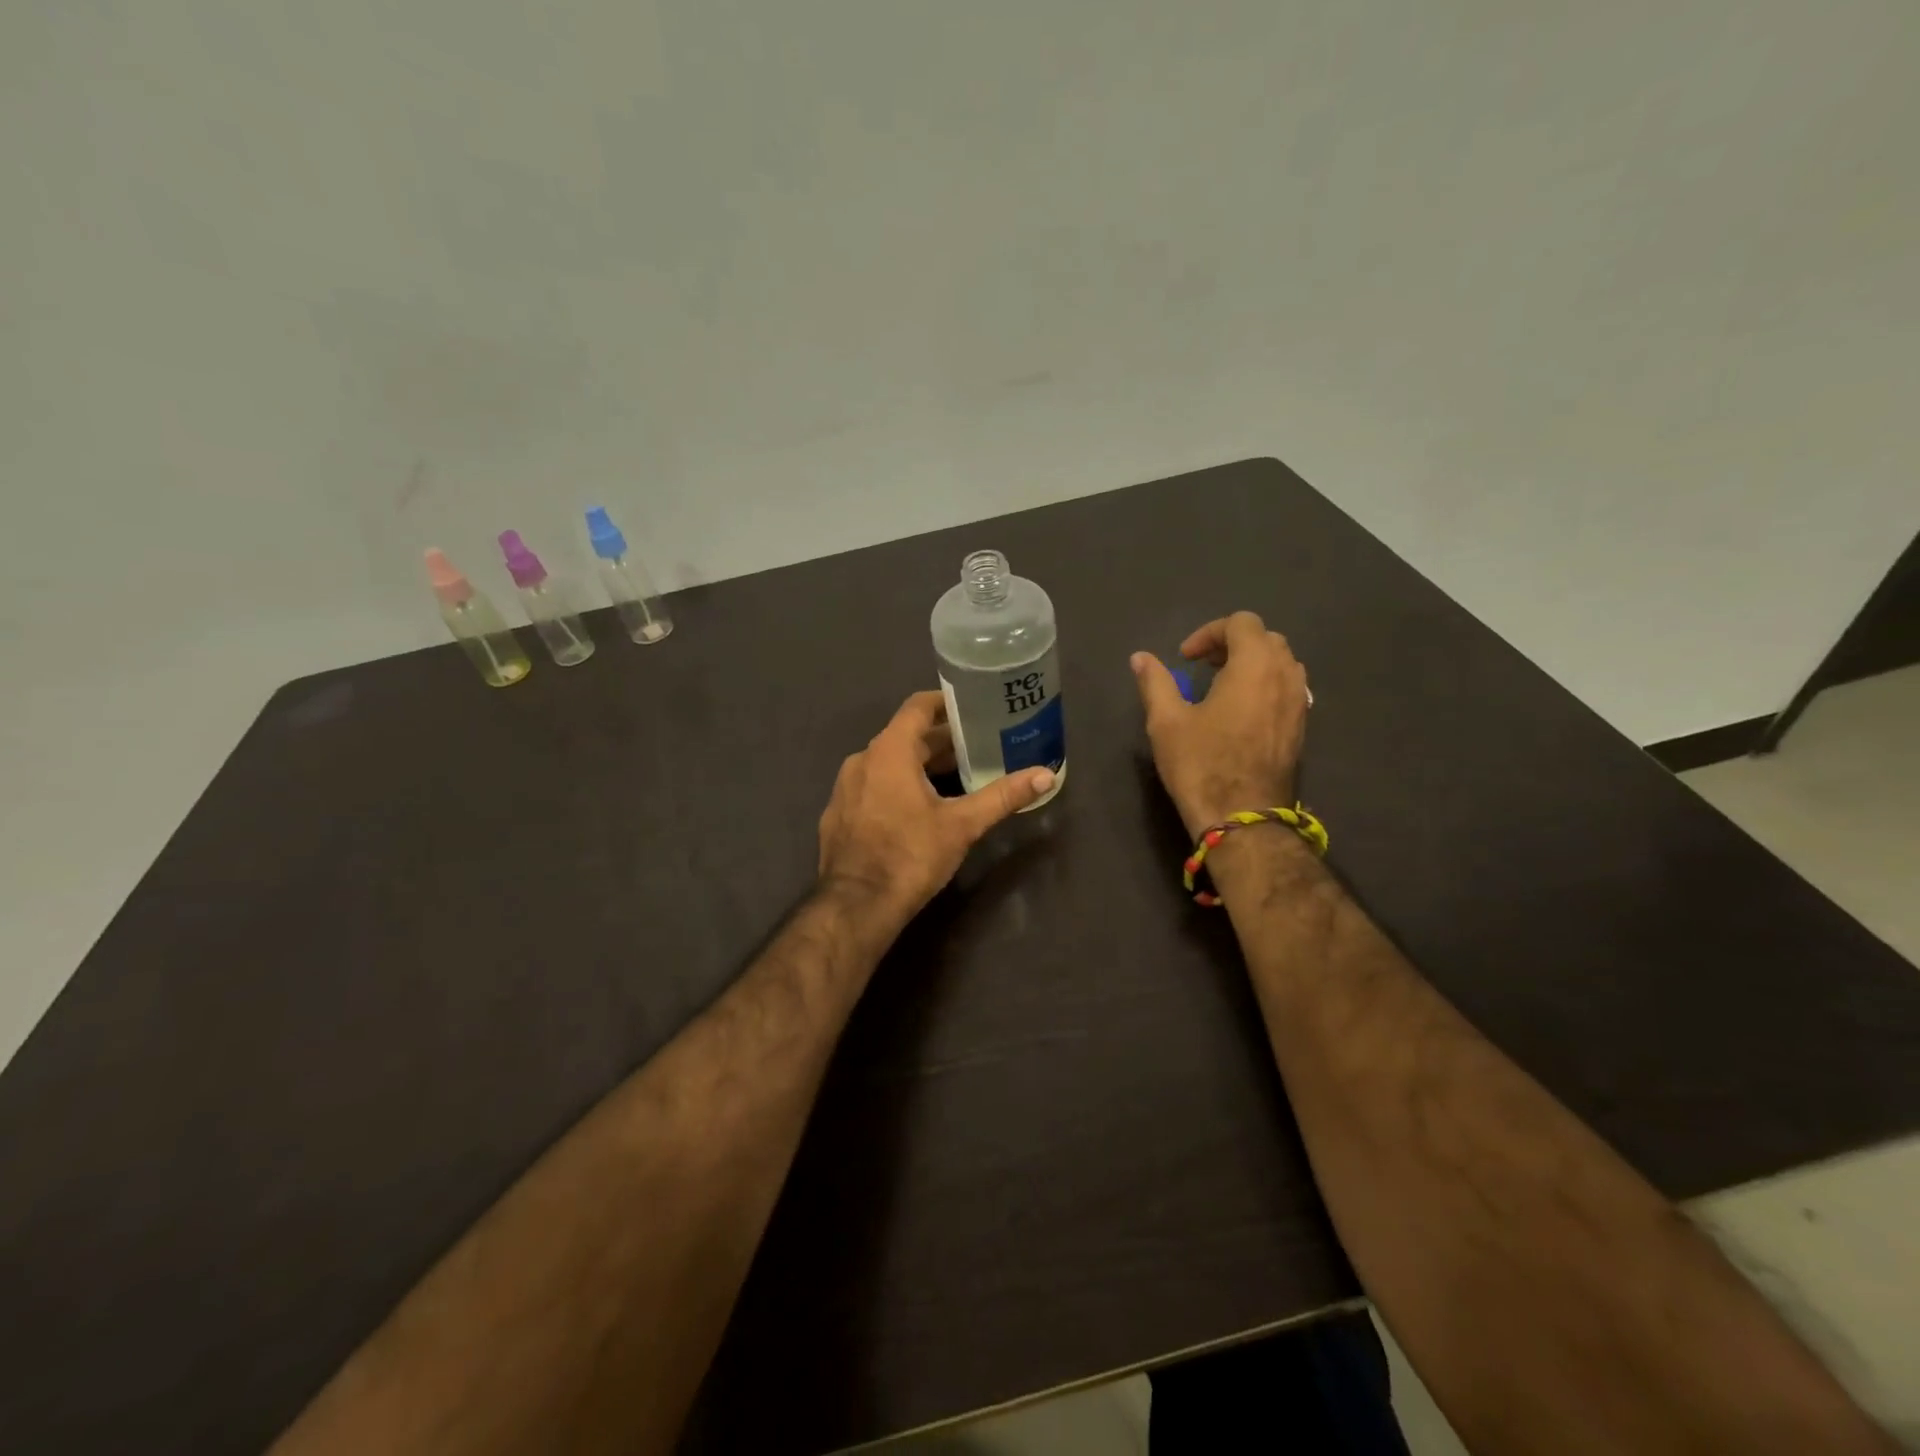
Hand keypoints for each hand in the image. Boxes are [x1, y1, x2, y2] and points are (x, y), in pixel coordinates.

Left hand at [817, 691, 1055, 923]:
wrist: (856, 905)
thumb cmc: (910, 855)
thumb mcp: (962, 825)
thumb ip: (1003, 796)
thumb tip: (1046, 775)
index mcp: (889, 751)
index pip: (917, 707)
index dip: (945, 703)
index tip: (971, 707)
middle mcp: (862, 760)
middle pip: (904, 736)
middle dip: (940, 740)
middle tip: (977, 746)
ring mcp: (845, 788)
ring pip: (887, 763)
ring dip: (919, 764)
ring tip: (955, 776)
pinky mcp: (839, 814)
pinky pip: (872, 785)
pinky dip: (896, 785)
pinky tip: (918, 808)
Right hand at [1131, 611, 1309, 836]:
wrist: (1243, 819)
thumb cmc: (1201, 765)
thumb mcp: (1166, 721)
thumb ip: (1155, 682)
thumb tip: (1140, 657)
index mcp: (1254, 666)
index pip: (1241, 623)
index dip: (1209, 633)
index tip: (1184, 658)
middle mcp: (1285, 676)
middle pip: (1266, 638)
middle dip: (1233, 644)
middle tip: (1203, 666)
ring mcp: (1299, 704)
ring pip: (1282, 663)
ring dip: (1252, 663)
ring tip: (1222, 686)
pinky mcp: (1301, 728)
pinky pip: (1289, 689)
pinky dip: (1266, 686)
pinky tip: (1241, 713)